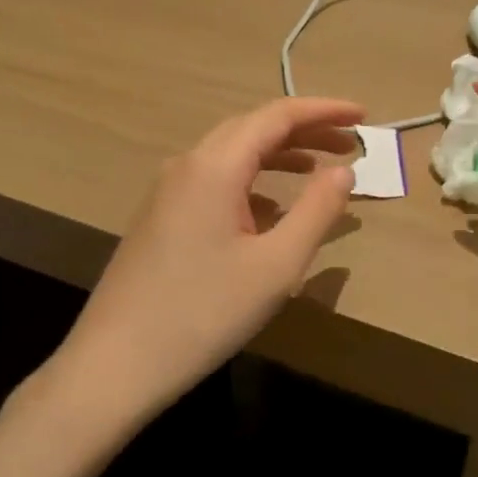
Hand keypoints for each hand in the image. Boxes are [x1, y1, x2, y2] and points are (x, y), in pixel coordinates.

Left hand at [54, 97, 362, 425]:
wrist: (113, 365)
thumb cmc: (203, 313)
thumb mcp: (276, 266)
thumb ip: (317, 211)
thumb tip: (343, 170)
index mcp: (215, 166)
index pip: (277, 115)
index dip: (324, 110)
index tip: (364, 115)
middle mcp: (188, 165)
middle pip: (253, 128)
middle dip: (305, 130)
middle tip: (351, 143)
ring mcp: (168, 191)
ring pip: (232, 154)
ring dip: (279, 155)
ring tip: (320, 169)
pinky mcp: (160, 217)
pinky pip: (215, 181)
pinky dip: (253, 182)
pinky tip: (272, 211)